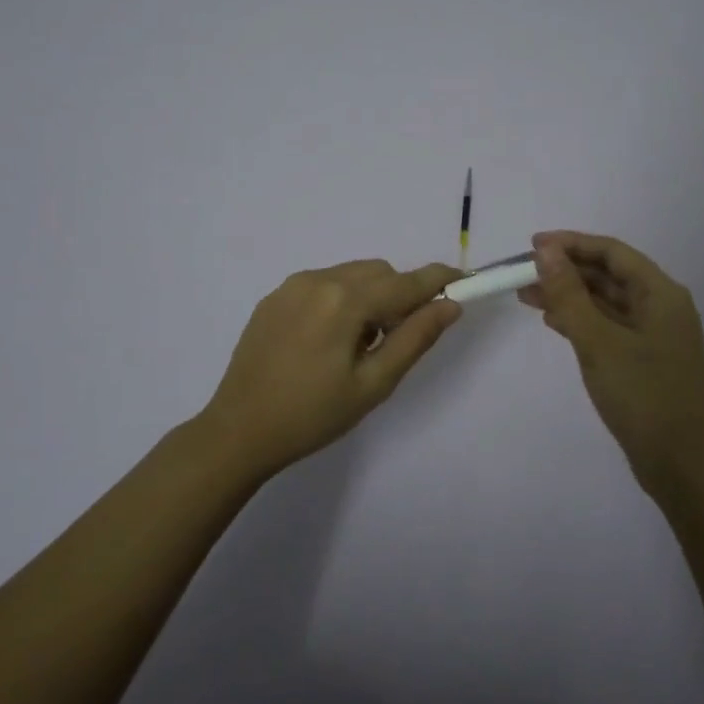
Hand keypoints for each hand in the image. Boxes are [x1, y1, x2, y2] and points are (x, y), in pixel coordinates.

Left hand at [200, 260, 462, 479]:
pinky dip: (342, 299)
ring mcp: (292, 285)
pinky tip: (329, 341)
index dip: (439, 280)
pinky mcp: (275, 297)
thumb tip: (450, 305)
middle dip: (400, 295)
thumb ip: (415, 338)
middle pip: (380, 273)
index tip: (465, 282)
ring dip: (370, 296)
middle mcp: (319, 279)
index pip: (406, 282)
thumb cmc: (313, 415)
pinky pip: (323, 284)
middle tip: (399, 338)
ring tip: (360, 345)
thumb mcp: (373, 384)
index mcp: (345, 300)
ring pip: (351, 275)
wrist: (238, 431)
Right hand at [520, 231, 703, 494]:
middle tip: (523, 272)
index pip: (612, 252)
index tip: (532, 245)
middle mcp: (661, 307)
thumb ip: (570, 295)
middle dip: (566, 270)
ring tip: (526, 295)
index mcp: (661, 294)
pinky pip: (608, 326)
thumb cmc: (643, 396)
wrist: (682, 466)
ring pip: (606, 302)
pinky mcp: (644, 360)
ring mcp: (653, 335)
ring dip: (569, 295)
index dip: (571, 244)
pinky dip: (580, 320)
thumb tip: (547, 253)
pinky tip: (552, 321)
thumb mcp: (599, 342)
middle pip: (609, 275)